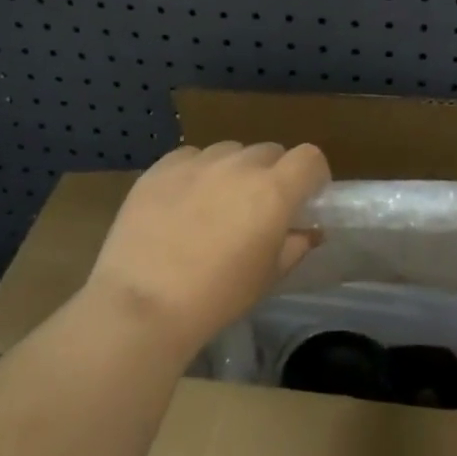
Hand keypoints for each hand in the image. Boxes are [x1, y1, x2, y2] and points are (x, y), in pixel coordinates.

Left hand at [85, 141, 329, 358]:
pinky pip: (191, 157)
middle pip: (269, 152)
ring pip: (229, 152)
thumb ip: (295, 245)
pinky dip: (196, 172)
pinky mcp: (162, 167)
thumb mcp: (268, 277)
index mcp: (274, 190)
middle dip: (271, 174)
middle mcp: (240, 165)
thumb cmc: (217, 297)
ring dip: (233, 171)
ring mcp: (198, 162)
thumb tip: (308, 231)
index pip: (309, 157)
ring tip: (215, 204)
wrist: (144, 303)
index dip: (312, 175)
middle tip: (256, 208)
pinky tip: (181, 202)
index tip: (304, 198)